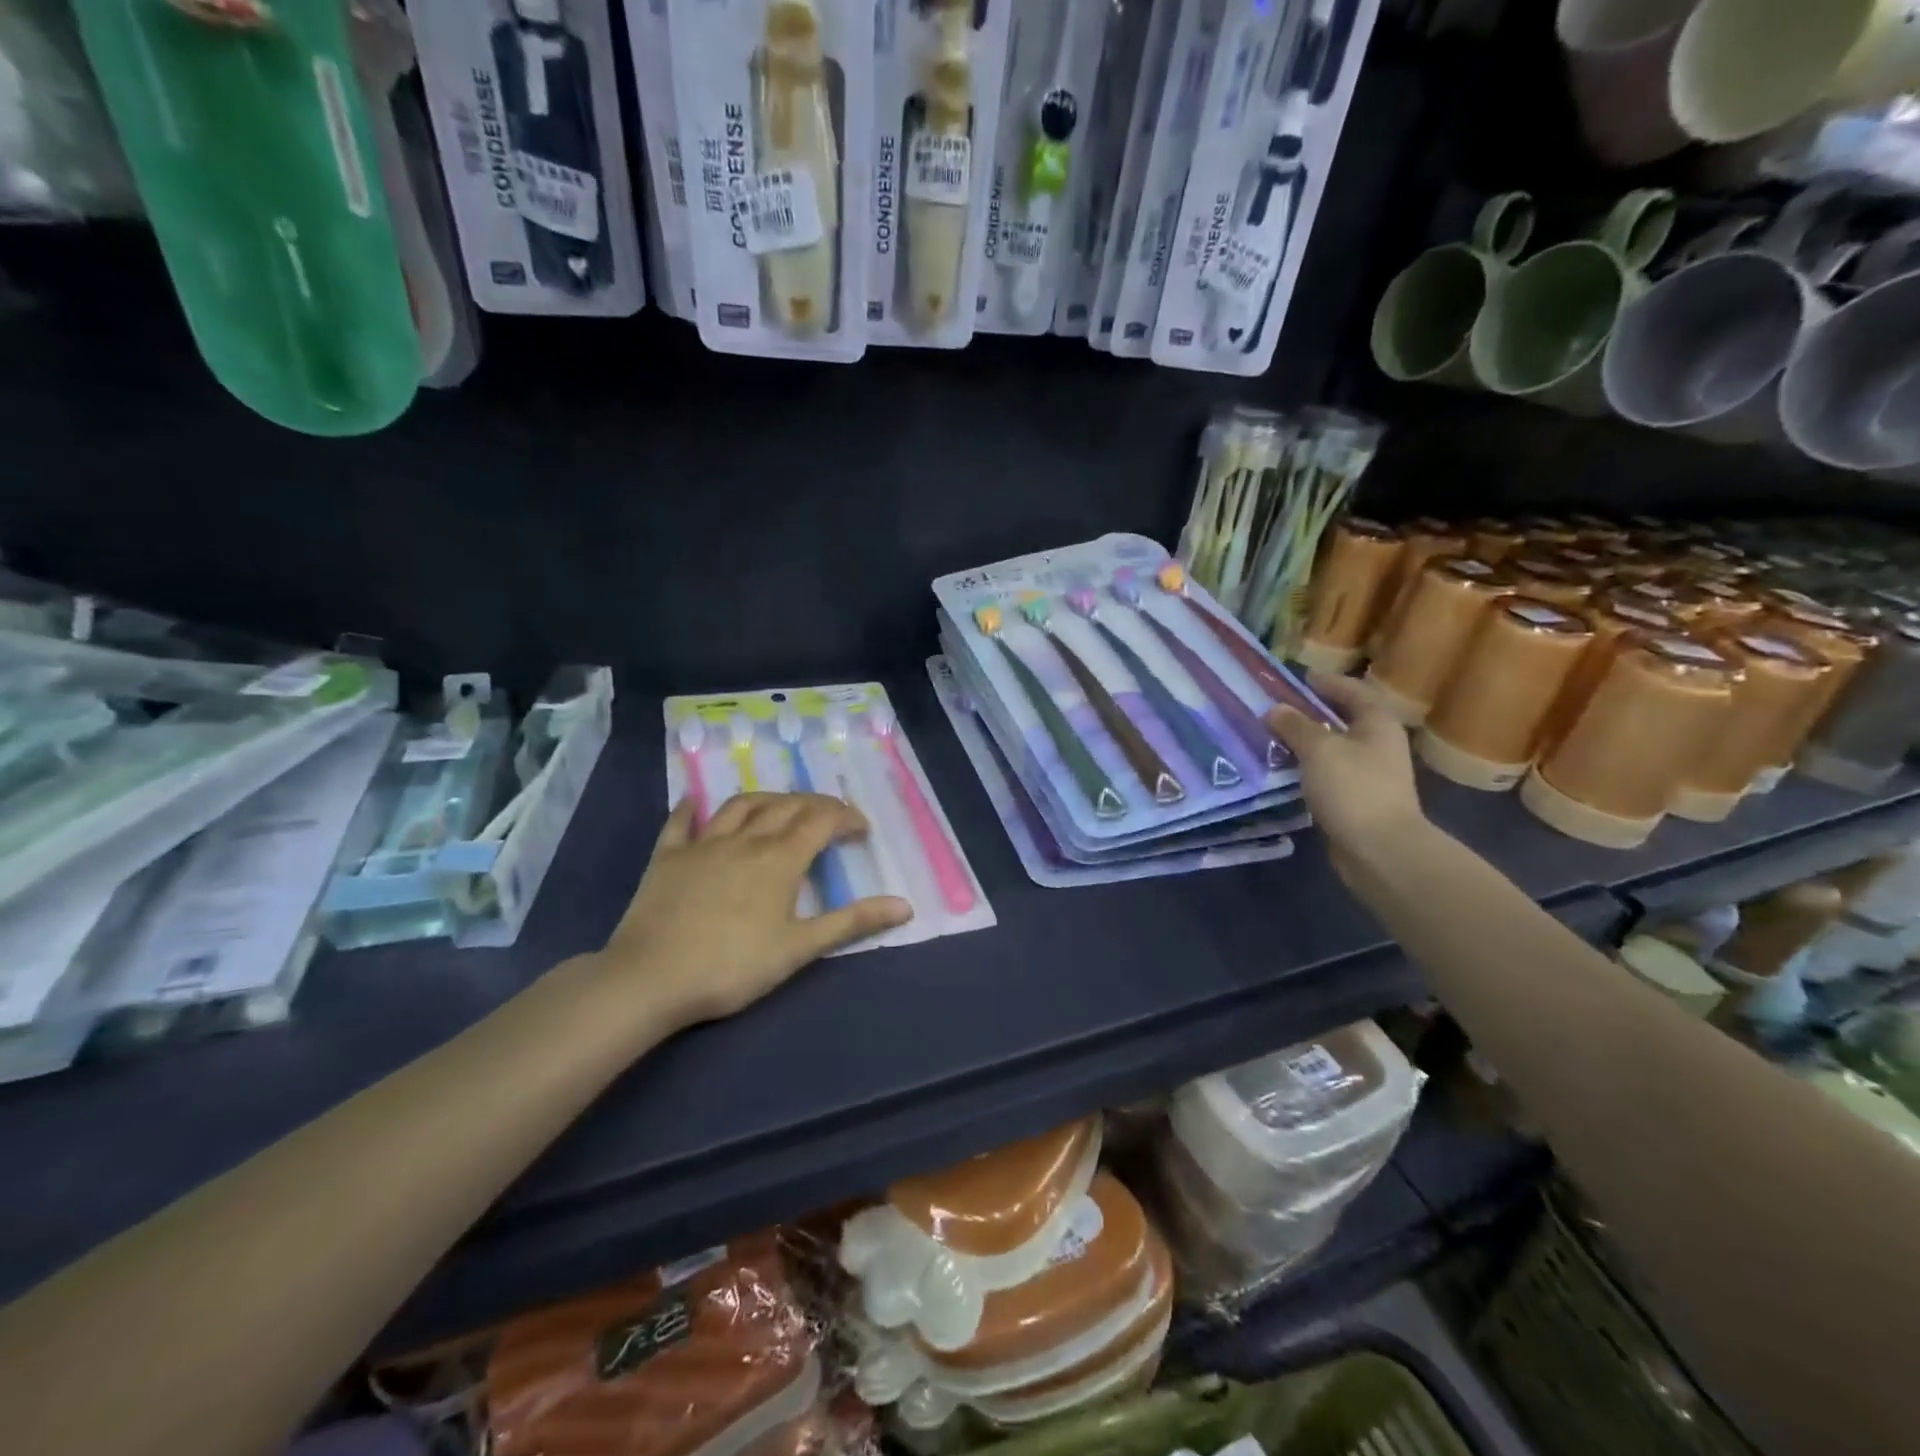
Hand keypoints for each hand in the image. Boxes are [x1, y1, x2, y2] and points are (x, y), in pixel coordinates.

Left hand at [597, 793, 913, 1024]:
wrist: (650, 979)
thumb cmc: (733, 966)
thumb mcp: (800, 948)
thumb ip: (851, 922)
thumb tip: (905, 905)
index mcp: (780, 859)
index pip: (821, 821)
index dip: (846, 819)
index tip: (861, 831)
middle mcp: (746, 839)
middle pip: (786, 806)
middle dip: (815, 805)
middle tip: (831, 817)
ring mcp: (703, 844)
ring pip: (741, 805)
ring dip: (768, 799)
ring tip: (782, 806)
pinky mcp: (667, 857)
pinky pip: (681, 822)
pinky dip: (692, 807)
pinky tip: (696, 800)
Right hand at [1266, 672, 1425, 866]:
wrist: (1380, 850)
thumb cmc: (1353, 789)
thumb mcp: (1319, 749)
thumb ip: (1295, 726)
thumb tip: (1274, 709)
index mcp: (1378, 723)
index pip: (1352, 691)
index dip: (1326, 682)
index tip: (1298, 678)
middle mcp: (1378, 744)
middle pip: (1343, 718)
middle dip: (1311, 712)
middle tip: (1278, 707)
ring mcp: (1370, 773)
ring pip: (1333, 747)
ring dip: (1306, 741)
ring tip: (1273, 737)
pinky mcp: (1356, 799)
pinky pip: (1328, 772)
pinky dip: (1308, 766)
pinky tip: (1285, 769)